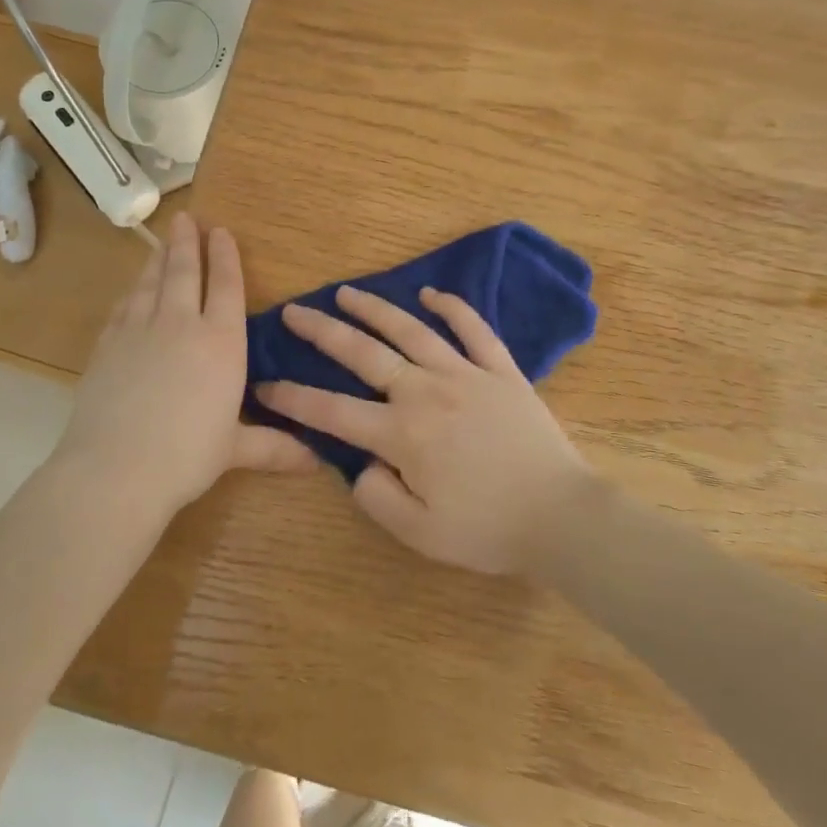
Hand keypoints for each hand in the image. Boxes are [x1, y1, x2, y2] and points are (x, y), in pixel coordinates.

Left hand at [53, 213, 314, 525]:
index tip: (221, 232)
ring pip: (151, 283)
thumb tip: (317, 460)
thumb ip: (274, 446)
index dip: (225, 257)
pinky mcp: (107, 346)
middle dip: (187, 242)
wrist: (116, 468)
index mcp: (221, 343)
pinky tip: (132, 291)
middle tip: (186, 218)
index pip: (226, 287)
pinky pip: (123, 307)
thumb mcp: (235, 450)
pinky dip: (131, 292)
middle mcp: (181, 325)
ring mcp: (139, 331)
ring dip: (158, 259)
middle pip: (184, 272)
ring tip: (162, 241)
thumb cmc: (187, 456)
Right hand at [255, 285, 596, 574]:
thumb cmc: (488, 529)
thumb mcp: (420, 534)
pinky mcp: (501, 370)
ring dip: (375, 308)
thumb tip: (361, 465)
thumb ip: (377, 498)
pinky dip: (453, 307)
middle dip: (323, 331)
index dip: (293, 398)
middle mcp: (426, 392)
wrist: (561, 516)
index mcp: (402, 434)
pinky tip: (431, 294)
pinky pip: (474, 329)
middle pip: (364, 354)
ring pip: (411, 331)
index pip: (332, 412)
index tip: (264, 384)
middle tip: (294, 310)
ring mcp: (465, 374)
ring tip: (347, 292)